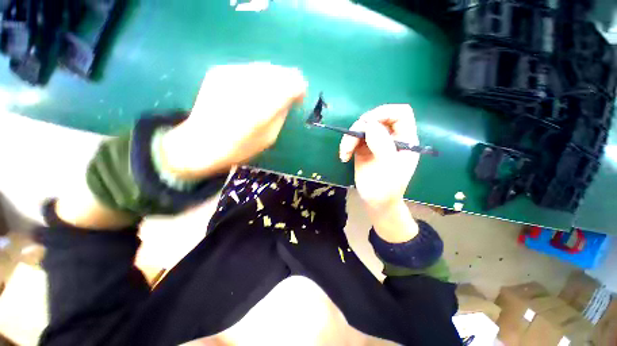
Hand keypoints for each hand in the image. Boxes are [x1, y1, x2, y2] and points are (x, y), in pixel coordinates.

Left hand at [162, 62, 306, 178]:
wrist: (201, 143)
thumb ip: (282, 114)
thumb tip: (289, 98)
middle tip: (288, 96)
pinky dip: (257, 78)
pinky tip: (252, 92)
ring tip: (271, 94)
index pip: (293, 83)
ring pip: (265, 67)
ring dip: (274, 79)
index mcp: (264, 105)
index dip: (300, 88)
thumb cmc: (239, 148)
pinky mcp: (220, 70)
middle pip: (280, 71)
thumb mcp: (270, 137)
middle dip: (288, 82)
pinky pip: (249, 69)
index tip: (299, 99)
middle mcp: (249, 83)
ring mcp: (232, 73)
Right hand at [339, 104, 419, 210]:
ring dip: (350, 138)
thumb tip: (370, 124)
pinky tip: (344, 156)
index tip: (368, 123)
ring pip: (362, 128)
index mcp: (405, 140)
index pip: (400, 114)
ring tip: (344, 154)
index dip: (385, 112)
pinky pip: (353, 139)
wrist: (376, 203)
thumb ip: (383, 146)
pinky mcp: (363, 149)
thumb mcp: (388, 170)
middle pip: (376, 118)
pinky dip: (346, 145)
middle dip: (361, 127)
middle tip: (351, 140)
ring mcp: (376, 143)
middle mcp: (391, 138)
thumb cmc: (386, 190)